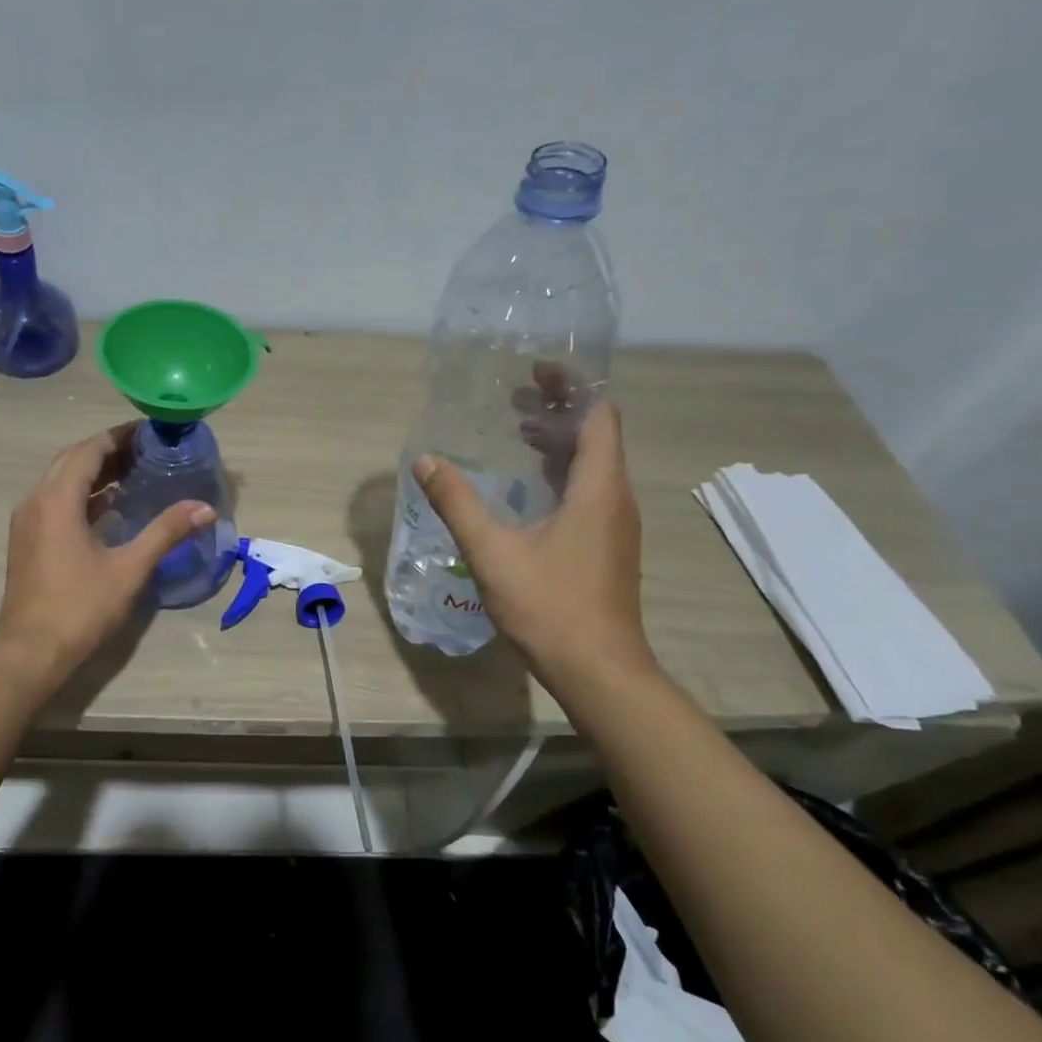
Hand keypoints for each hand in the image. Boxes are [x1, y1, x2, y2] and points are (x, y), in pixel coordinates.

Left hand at [0, 423, 215, 674]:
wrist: (31, 652)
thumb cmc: (80, 607)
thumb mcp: (129, 568)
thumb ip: (166, 532)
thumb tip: (204, 508)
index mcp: (57, 499)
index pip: (90, 449)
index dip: (120, 436)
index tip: (151, 431)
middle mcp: (36, 500)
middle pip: (73, 459)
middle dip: (109, 450)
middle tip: (147, 451)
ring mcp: (27, 521)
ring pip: (61, 480)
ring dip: (94, 472)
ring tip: (135, 473)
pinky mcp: (27, 539)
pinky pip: (55, 500)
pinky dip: (82, 495)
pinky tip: (110, 506)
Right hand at [413, 402, 655, 691]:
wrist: (599, 671)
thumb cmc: (549, 607)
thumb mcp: (492, 552)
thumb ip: (457, 503)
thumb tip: (426, 461)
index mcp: (598, 489)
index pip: (598, 415)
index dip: (572, 386)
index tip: (535, 369)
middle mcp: (615, 498)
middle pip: (596, 435)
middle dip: (558, 409)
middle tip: (513, 396)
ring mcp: (615, 524)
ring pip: (593, 464)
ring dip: (558, 441)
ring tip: (516, 429)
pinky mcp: (607, 545)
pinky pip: (589, 490)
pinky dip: (560, 472)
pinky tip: (527, 486)